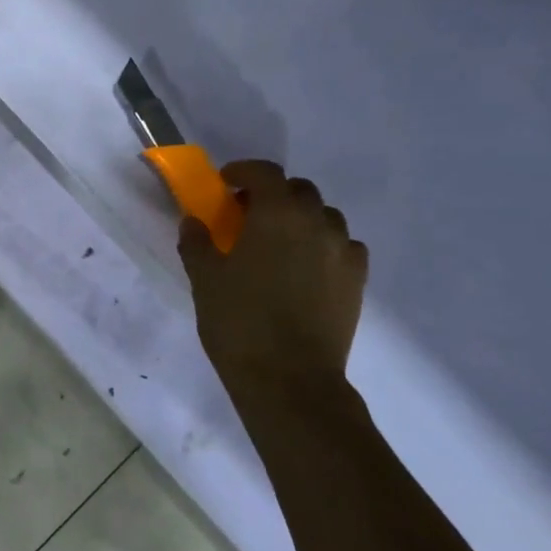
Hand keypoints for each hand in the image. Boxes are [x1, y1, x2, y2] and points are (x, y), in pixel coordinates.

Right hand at [179, 160, 367, 414]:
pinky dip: (324, 245)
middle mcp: (316, 223)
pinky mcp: (357, 280)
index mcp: (277, 214)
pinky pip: (343, 247)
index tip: (225, 184)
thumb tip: (193, 222)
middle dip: (273, 195)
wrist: (290, 378)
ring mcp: (343, 252)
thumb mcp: (205, 278)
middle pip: (299, 191)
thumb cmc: (239, 321)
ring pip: (325, 217)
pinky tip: (306, 268)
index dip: (243, 171)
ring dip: (301, 219)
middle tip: (247, 216)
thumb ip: (197, 242)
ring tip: (279, 243)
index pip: (265, 173)